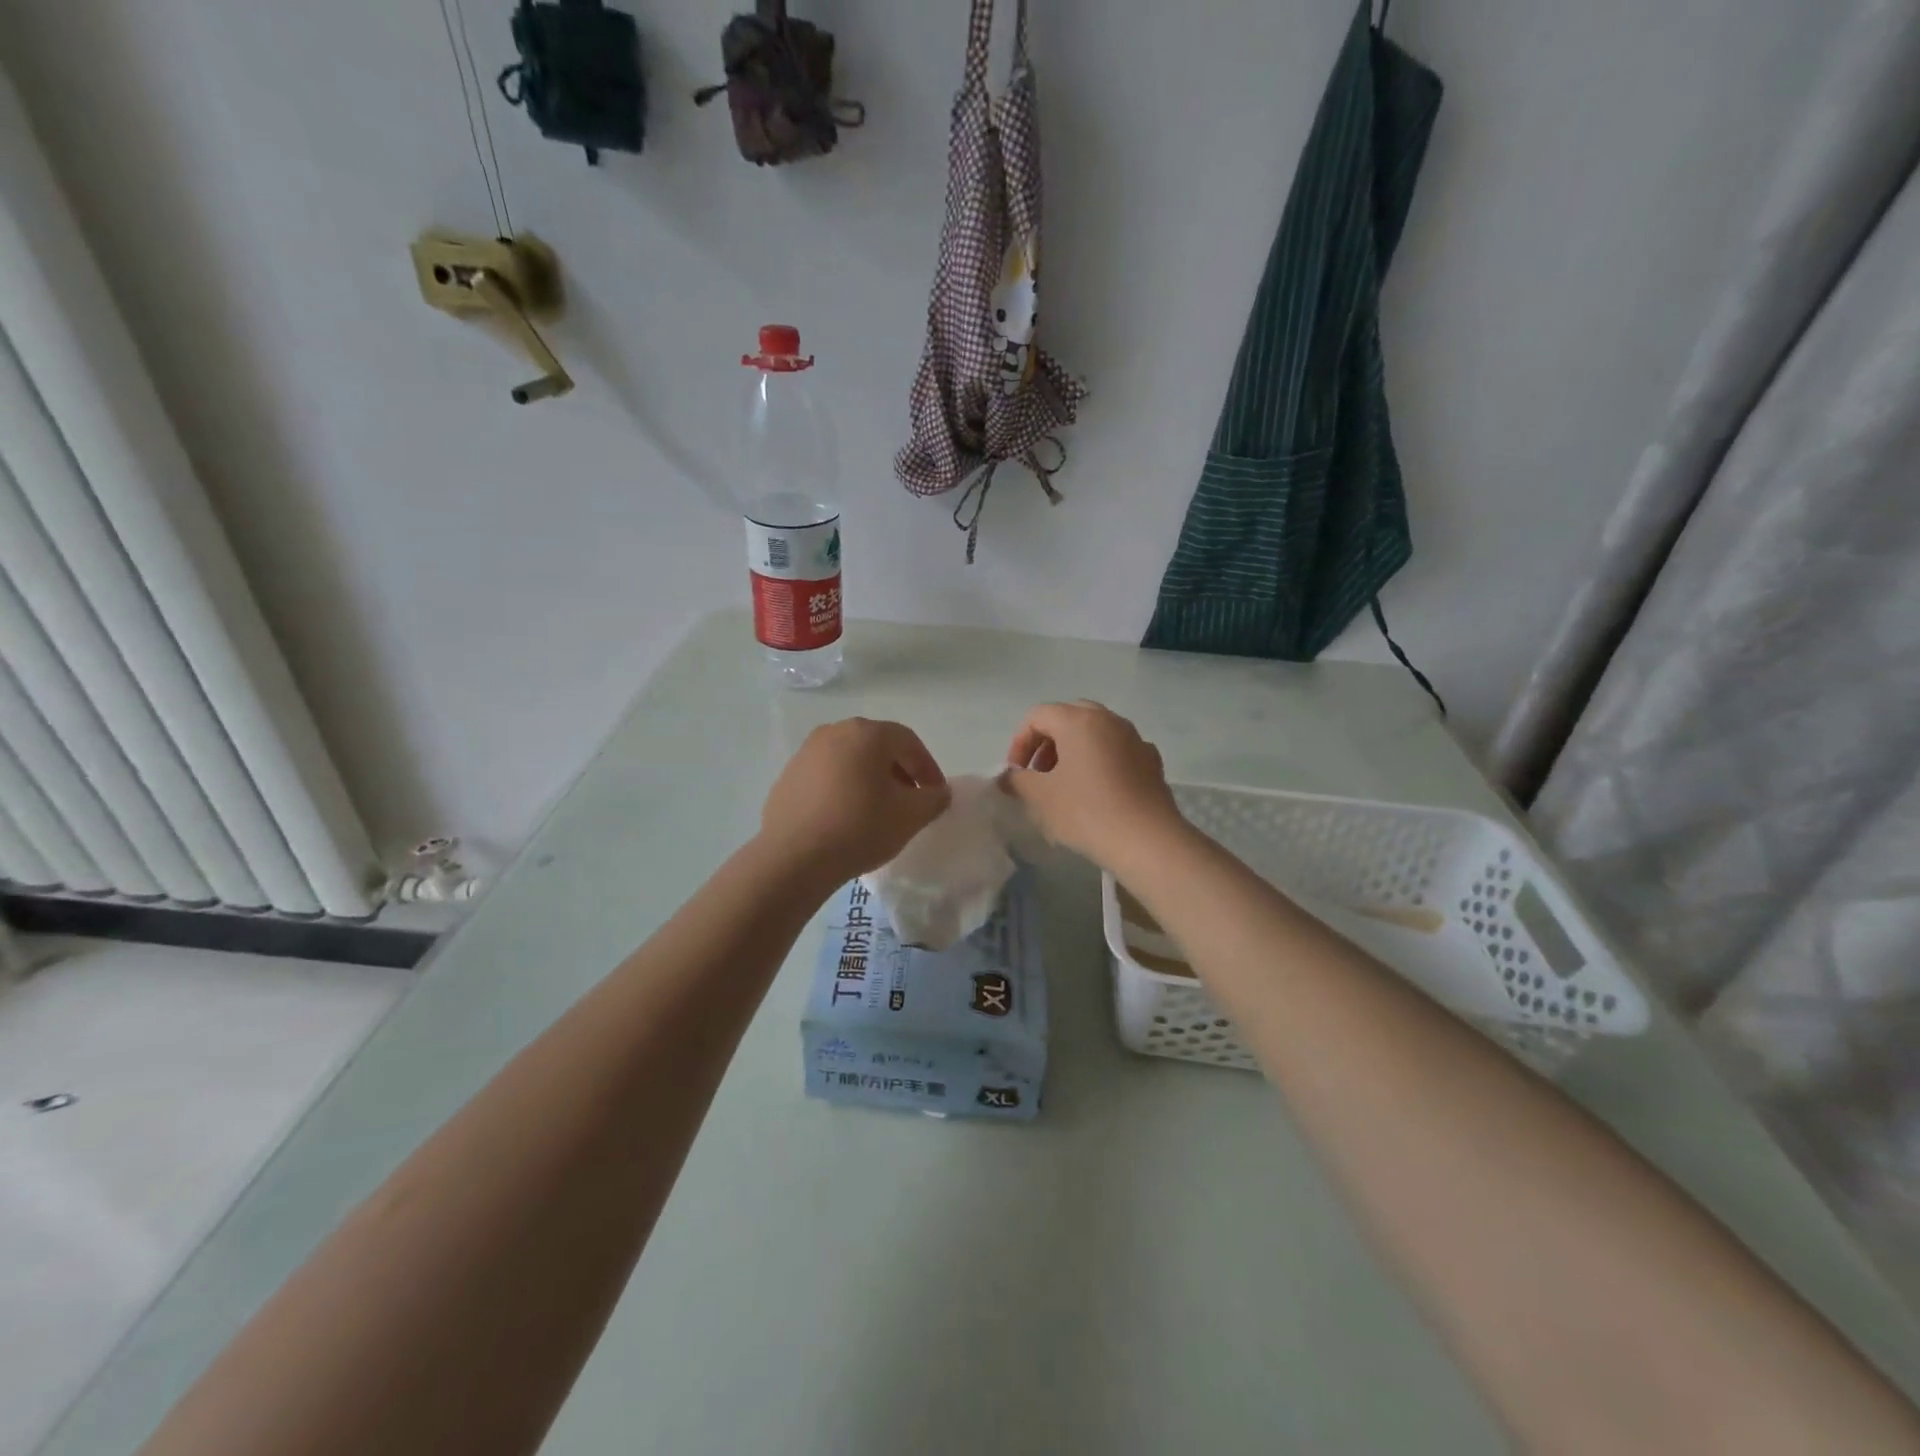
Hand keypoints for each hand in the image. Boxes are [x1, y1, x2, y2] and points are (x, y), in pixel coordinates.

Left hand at [758, 719, 950, 885]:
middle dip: (899, 772)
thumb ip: (934, 799)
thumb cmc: (860, 828)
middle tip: (910, 802)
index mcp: (867, 733)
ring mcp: (806, 753)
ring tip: (878, 811)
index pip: (909, 742)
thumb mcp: (910, 816)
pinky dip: (843, 789)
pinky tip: (846, 818)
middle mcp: (835, 732)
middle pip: (878, 747)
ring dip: (870, 780)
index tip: (935, 796)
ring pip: (851, 761)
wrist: (793, 857)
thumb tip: (937, 792)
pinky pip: (827, 776)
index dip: (928, 768)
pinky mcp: (788, 776)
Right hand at [1002, 701, 1182, 868]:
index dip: (1020, 742)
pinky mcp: (1151, 761)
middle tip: (1040, 774)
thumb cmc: (1086, 811)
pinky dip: (1101, 762)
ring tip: (1066, 785)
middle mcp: (1109, 720)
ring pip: (1096, 733)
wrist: (1147, 840)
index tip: (1017, 773)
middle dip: (1048, 742)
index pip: (1038, 715)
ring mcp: (1135, 738)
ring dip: (1074, 751)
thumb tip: (1009, 776)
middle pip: (1068, 717)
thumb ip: (1018, 780)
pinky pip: (1118, 751)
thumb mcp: (1041, 797)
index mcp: (1078, 720)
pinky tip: (1099, 792)